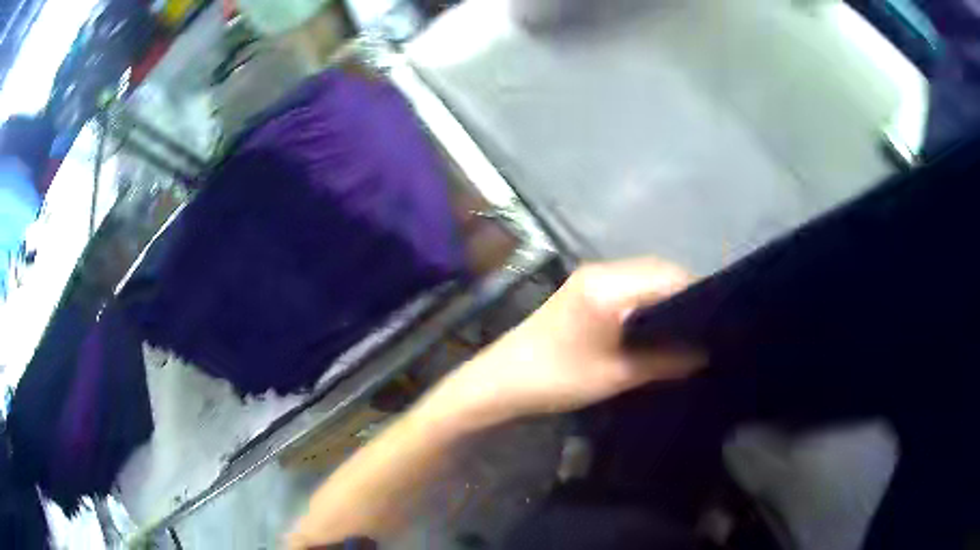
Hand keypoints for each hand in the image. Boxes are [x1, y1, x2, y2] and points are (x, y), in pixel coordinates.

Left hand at [442, 257, 705, 426]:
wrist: (501, 380)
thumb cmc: (557, 378)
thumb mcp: (617, 374)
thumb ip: (666, 361)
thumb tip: (705, 354)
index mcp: (608, 285)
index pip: (668, 276)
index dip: (697, 293)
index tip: (719, 318)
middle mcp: (601, 270)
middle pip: (657, 271)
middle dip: (685, 294)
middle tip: (709, 324)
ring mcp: (589, 277)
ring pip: (642, 277)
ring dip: (665, 296)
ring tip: (689, 326)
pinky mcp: (582, 289)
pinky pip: (627, 285)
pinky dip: (647, 298)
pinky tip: (657, 323)